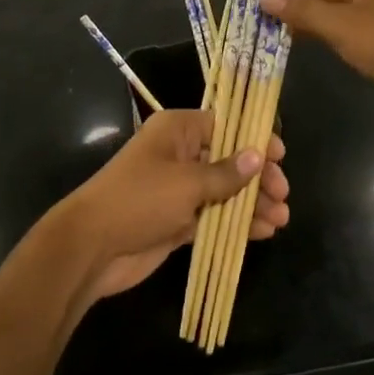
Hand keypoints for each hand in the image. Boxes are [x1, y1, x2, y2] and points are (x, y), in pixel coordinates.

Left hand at [53, 109, 289, 307]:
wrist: (91, 248)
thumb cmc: (139, 199)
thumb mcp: (187, 182)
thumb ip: (226, 173)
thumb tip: (258, 156)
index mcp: (179, 131)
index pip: (226, 126)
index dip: (254, 139)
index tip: (280, 156)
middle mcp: (181, 154)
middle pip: (229, 159)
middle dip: (257, 177)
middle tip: (282, 194)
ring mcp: (179, 189)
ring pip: (224, 191)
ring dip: (252, 203)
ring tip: (281, 218)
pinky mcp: (178, 220)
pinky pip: (214, 216)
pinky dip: (236, 223)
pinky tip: (263, 232)